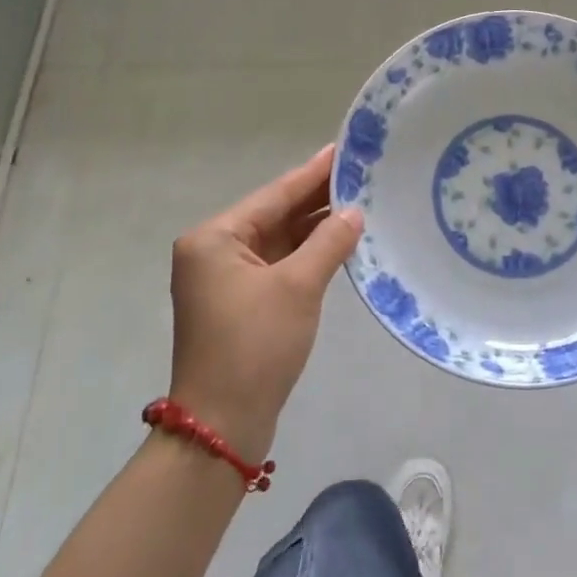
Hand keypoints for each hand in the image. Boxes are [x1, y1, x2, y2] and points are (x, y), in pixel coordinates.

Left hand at [168, 146, 363, 462]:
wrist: (222, 427)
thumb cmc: (254, 346)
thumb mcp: (297, 287)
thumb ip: (329, 242)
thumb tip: (355, 212)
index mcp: (215, 238)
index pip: (275, 194)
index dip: (313, 173)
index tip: (343, 148)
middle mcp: (215, 252)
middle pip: (275, 214)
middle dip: (317, 198)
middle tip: (361, 172)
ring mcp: (226, 279)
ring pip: (279, 240)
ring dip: (315, 227)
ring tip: (360, 201)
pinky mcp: (241, 303)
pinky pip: (279, 264)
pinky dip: (308, 254)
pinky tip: (340, 241)